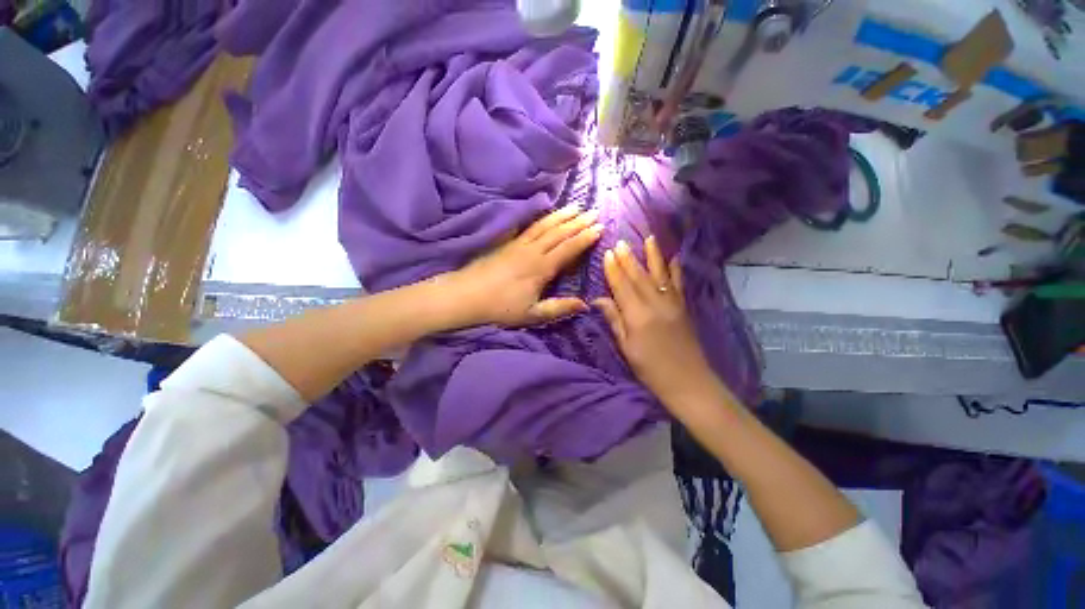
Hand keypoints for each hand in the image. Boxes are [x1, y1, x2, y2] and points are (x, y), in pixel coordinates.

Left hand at [449, 207, 602, 326]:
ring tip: (576, 207)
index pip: (568, 248)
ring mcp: (519, 244)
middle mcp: (533, 251)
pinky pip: (528, 226)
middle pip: (559, 233)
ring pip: (544, 225)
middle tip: (594, 212)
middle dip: (578, 222)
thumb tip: (585, 305)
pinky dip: (540, 218)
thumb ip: (559, 308)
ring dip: (562, 216)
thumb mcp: (532, 314)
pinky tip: (545, 213)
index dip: (585, 238)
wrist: (466, 295)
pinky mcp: (507, 242)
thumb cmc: (500, 308)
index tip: (600, 228)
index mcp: (541, 268)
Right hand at [594, 236, 720, 404]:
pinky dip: (675, 268)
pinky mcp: (684, 307)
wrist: (688, 381)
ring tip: (648, 238)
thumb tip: (599, 300)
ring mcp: (672, 303)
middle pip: (638, 276)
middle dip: (628, 258)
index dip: (614, 269)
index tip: (608, 253)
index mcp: (637, 315)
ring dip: (652, 255)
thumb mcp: (626, 347)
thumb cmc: (650, 368)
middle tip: (620, 241)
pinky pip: (679, 283)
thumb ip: (614, 320)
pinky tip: (674, 257)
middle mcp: (655, 304)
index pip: (622, 286)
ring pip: (659, 274)